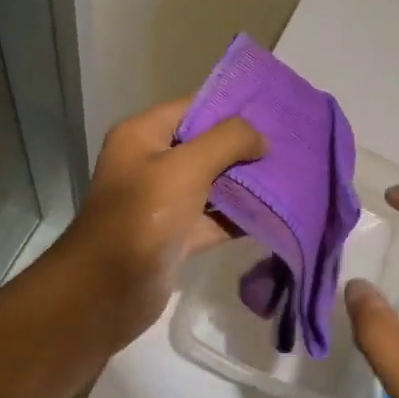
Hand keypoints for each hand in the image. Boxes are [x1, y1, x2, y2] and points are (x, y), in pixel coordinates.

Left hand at [51, 97, 265, 351]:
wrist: (109, 290)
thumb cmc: (144, 216)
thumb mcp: (187, 167)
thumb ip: (228, 142)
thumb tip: (261, 138)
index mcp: (143, 135)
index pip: (194, 107)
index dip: (232, 108)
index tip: (274, 111)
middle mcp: (151, 163)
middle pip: (206, 145)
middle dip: (245, 147)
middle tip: (289, 146)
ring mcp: (164, 201)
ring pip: (213, 183)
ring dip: (246, 182)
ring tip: (289, 174)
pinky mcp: (176, 235)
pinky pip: (214, 218)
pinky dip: (239, 216)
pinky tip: (275, 211)